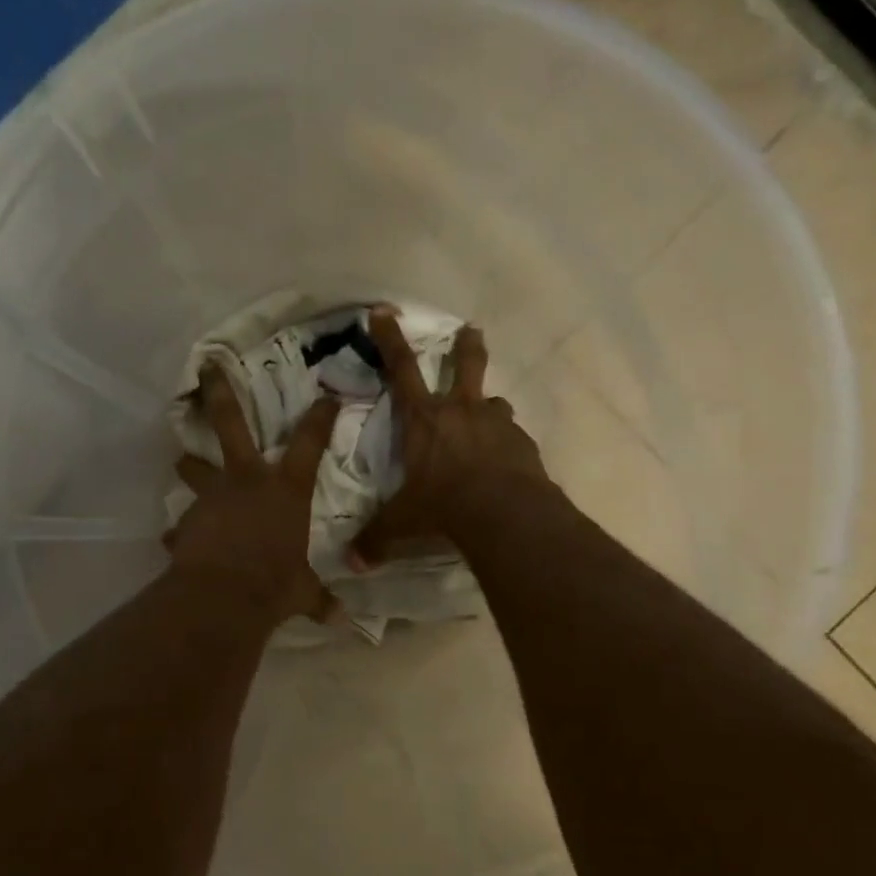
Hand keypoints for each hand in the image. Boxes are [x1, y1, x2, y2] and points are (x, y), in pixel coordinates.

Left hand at [168, 365, 341, 624]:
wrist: (222, 599)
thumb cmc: (274, 585)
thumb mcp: (302, 592)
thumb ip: (318, 599)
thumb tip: (342, 620)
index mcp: (285, 490)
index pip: (309, 443)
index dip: (320, 417)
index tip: (327, 396)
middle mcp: (246, 482)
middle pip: (229, 423)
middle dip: (218, 392)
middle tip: (206, 366)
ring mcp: (212, 498)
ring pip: (195, 470)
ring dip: (189, 466)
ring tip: (182, 462)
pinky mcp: (187, 523)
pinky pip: (183, 526)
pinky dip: (183, 533)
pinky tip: (179, 541)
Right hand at [349, 307, 547, 569]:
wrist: (502, 513)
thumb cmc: (441, 507)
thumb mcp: (402, 523)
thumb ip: (377, 539)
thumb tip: (352, 563)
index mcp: (424, 420)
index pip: (400, 370)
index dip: (390, 339)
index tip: (385, 311)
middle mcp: (461, 412)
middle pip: (465, 366)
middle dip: (466, 347)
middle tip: (472, 331)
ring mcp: (497, 425)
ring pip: (495, 402)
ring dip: (490, 407)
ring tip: (489, 418)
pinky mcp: (524, 444)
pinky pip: (514, 437)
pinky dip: (508, 444)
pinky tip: (508, 462)